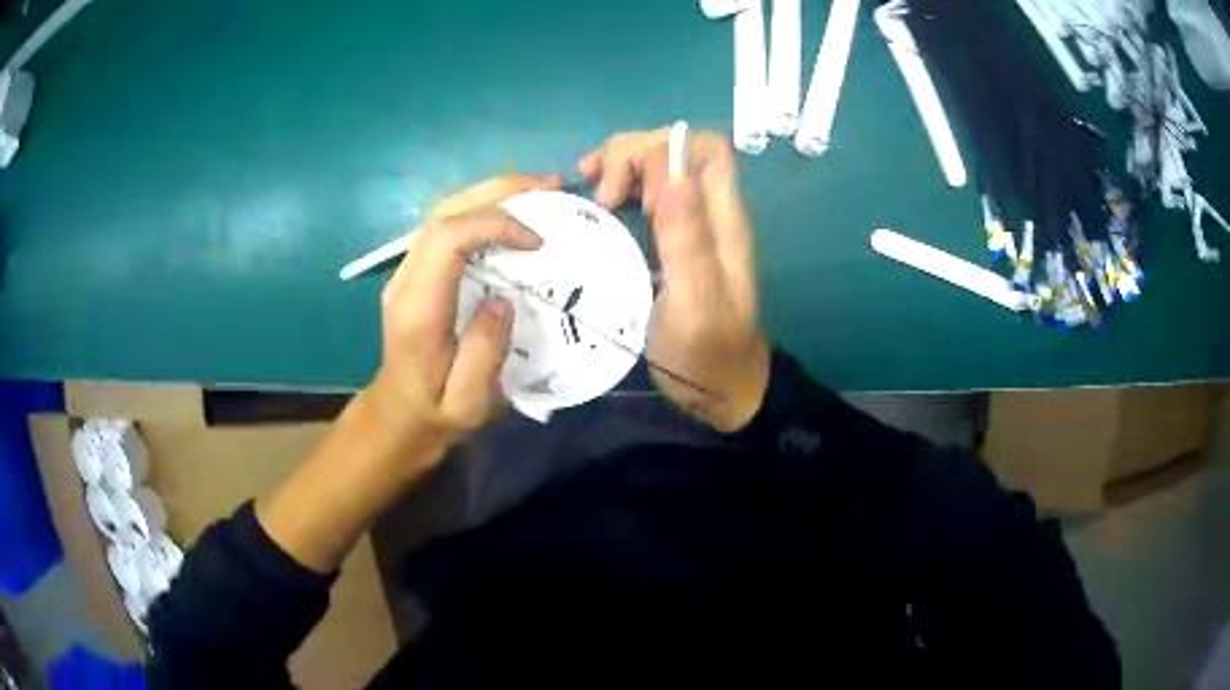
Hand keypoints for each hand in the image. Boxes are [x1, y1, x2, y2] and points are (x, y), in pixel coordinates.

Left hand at [364, 173, 563, 450]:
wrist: (399, 414)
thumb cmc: (436, 411)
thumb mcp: (469, 402)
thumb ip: (485, 353)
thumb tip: (503, 300)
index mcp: (419, 307)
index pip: (448, 238)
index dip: (494, 224)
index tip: (536, 242)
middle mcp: (407, 279)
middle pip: (445, 211)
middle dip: (499, 189)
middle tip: (551, 186)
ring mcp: (407, 271)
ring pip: (445, 211)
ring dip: (492, 193)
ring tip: (540, 190)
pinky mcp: (416, 271)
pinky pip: (448, 225)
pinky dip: (482, 210)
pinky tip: (512, 212)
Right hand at [579, 128, 769, 431]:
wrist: (722, 388)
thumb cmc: (706, 353)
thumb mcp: (695, 303)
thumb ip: (688, 239)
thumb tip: (673, 173)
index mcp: (723, 221)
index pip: (704, 149)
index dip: (660, 156)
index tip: (627, 200)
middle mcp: (711, 212)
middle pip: (679, 148)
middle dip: (632, 155)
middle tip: (601, 197)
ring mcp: (693, 223)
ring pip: (662, 164)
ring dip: (622, 163)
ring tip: (589, 188)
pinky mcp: (675, 238)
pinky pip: (648, 192)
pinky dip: (620, 184)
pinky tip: (597, 201)